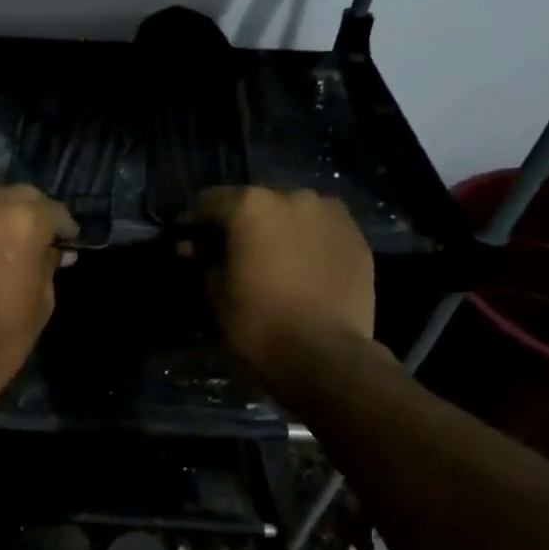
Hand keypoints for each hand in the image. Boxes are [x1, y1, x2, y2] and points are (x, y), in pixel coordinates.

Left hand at [0, 182, 79, 417]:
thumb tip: (53, 251)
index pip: (53, 210)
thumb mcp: (42, 304)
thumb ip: (48, 266)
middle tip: (29, 236)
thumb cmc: (2, 338)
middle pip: (15, 194)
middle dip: (28, 211)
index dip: (63, 226)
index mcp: (24, 223)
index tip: (65, 240)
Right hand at [193, 186, 374, 372]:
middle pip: (256, 202)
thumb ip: (206, 259)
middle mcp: (293, 197)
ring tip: (275, 260)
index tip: (192, 243)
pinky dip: (308, 242)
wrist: (326, 352)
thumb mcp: (218, 292)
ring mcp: (331, 213)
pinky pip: (321, 230)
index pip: (210, 200)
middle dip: (242, 223)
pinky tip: (304, 270)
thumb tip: (195, 246)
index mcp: (251, 206)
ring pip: (293, 213)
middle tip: (235, 253)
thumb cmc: (260, 321)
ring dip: (279, 229)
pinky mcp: (357, 236)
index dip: (196, 222)